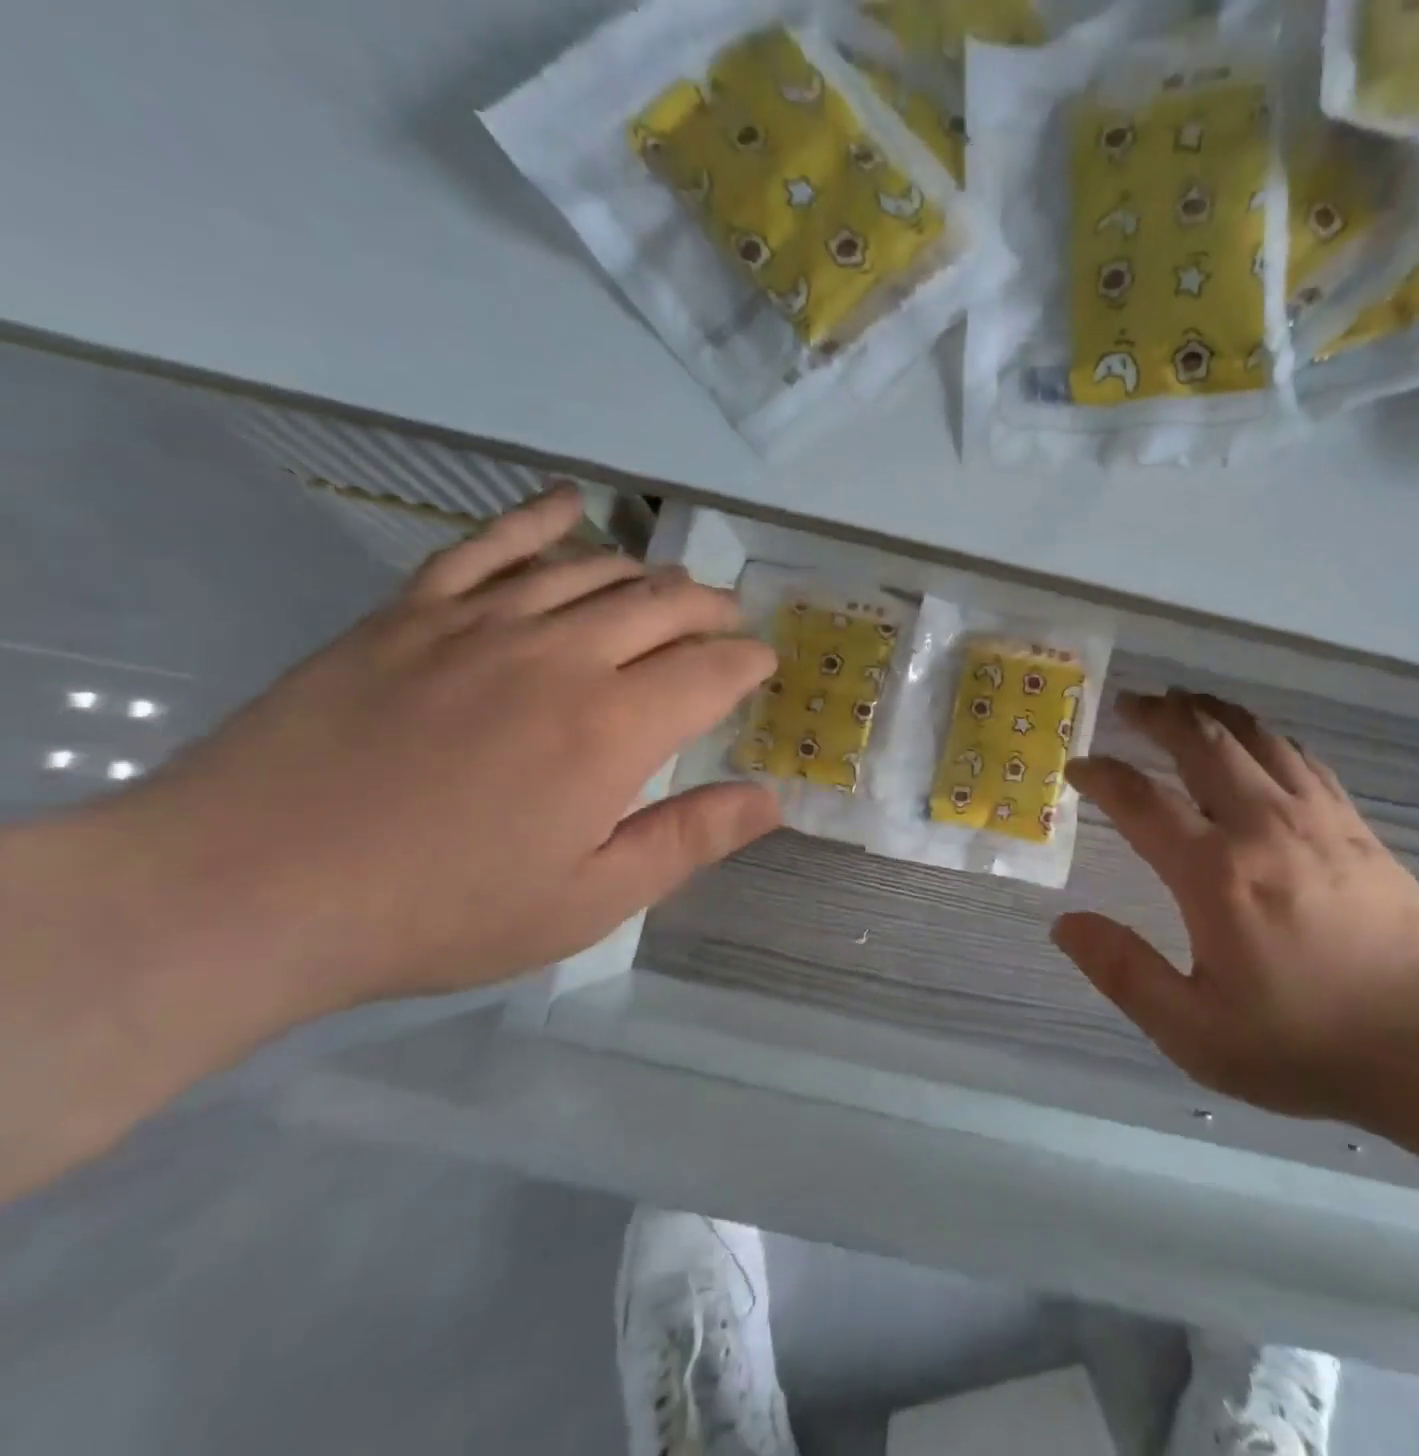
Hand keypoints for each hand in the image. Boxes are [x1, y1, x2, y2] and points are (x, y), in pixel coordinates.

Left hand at [110, 483, 778, 1015]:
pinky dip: (537, 518)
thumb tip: (771, 799)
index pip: (711, 670)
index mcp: (612, 729)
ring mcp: (479, 625)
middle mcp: (560, 656)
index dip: (748, 663)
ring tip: (672, 585)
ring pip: (591, 570)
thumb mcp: (590, 900)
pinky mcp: (409, 614)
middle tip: (730, 622)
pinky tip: (571, 503)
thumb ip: (690, 840)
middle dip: (712, 609)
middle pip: (662, 605)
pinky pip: (487, 546)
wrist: (243, 894)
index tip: (763, 665)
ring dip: (648, 573)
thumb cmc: (439, 911)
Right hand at [1054, 691, 1418, 1122]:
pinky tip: (1255, 736)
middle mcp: (1261, 826)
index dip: (1103, 776)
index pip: (1142, 801)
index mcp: (1215, 873)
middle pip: (1202, 743)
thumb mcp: (1195, 1031)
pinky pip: (1300, 756)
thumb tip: (1064, 923)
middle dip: (1159, 716)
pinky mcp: (1353, 824)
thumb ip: (1123, 972)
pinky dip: (1265, 735)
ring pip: (1254, 737)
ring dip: (1210, 711)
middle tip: (1130, 704)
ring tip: (1182, 699)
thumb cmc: (1305, 1041)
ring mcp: (1314, 817)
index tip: (1079, 767)